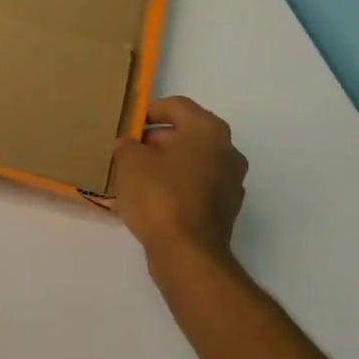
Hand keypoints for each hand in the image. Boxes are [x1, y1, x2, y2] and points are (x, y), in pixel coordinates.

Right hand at [111, 96, 247, 265]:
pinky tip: (153, 199)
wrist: (187, 253)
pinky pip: (198, 185)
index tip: (128, 124)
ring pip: (193, 161)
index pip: (176, 106)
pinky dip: (177, 185)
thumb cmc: (159, 196)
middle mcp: (227, 151)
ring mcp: (231, 182)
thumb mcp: (129, 162)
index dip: (148, 111)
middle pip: (188, 133)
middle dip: (157, 139)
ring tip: (137, 175)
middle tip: (129, 150)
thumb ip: (127, 145)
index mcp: (208, 130)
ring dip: (167, 163)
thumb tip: (129, 145)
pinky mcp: (226, 209)